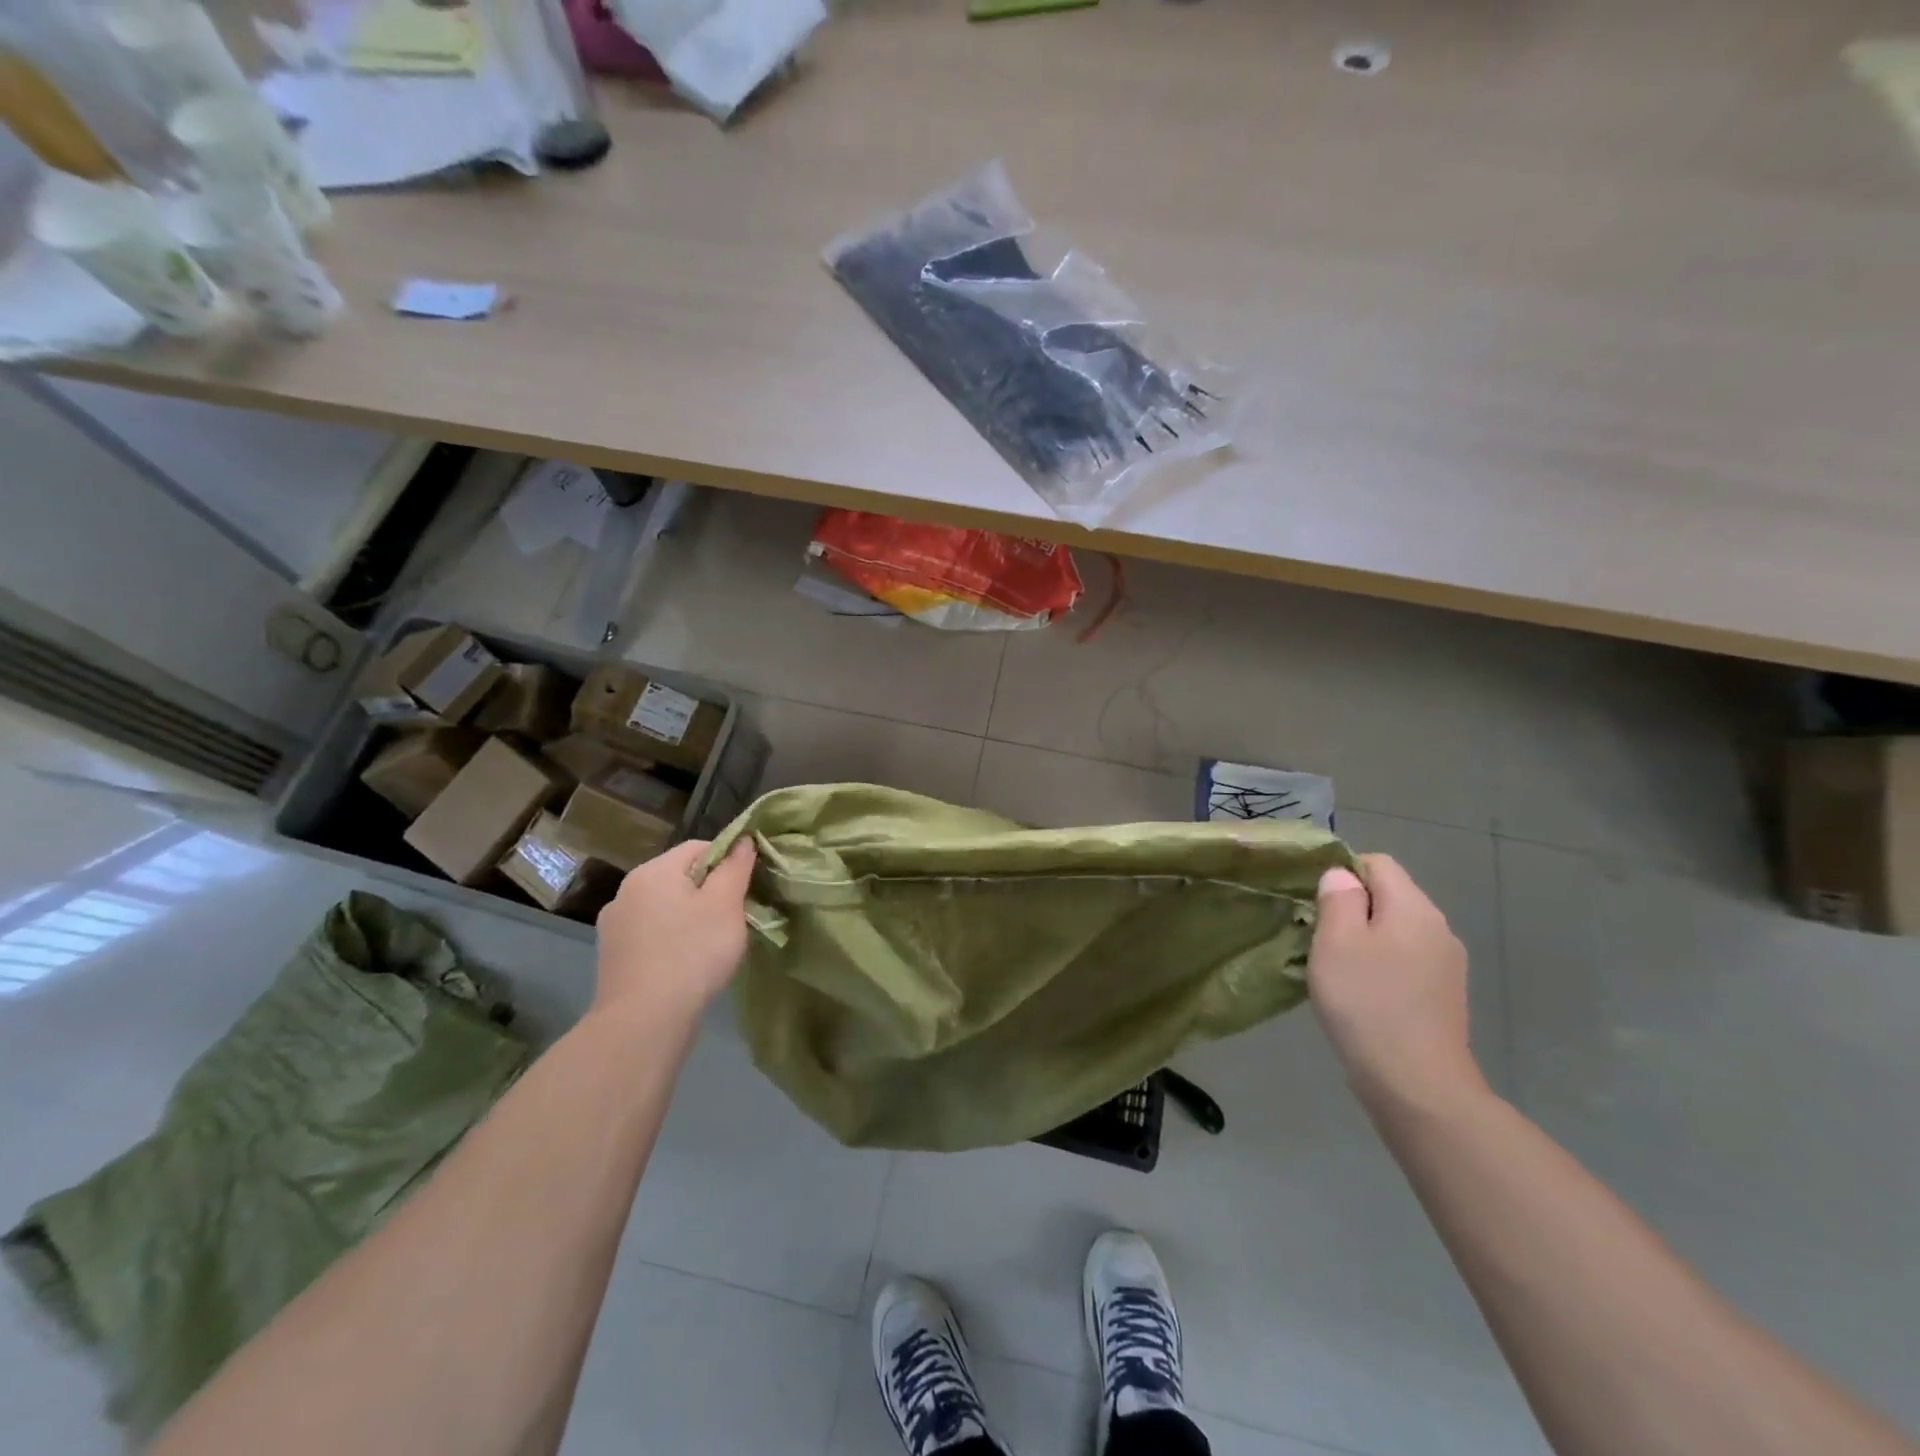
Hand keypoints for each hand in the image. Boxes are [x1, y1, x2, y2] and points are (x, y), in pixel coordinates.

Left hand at [593, 838, 755, 1023]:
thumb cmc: (692, 952)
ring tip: (710, 946)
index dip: (727, 861)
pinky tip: (685, 965)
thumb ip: (736, 867)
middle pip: (679, 877)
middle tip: (732, 919)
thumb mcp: (726, 904)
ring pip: (664, 908)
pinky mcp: (612, 956)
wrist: (643, 1021)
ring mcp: (614, 925)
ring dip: (689, 918)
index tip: (744, 890)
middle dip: (708, 892)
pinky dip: (670, 941)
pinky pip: (651, 935)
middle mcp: (626, 890)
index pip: (699, 848)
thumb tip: (743, 839)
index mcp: (653, 871)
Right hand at [1307, 855, 1486, 1112]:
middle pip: (1389, 896)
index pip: (1377, 863)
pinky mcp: (1444, 996)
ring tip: (1337, 970)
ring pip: (1396, 932)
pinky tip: (1362, 996)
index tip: (1316, 905)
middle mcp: (1438, 928)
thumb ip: (1338, 898)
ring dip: (1364, 941)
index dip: (1342, 873)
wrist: (1417, 1085)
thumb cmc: (1367, 1002)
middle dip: (1351, 909)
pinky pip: (1405, 962)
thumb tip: (1341, 876)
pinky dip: (1381, 968)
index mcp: (1414, 907)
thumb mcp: (1336, 941)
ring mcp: (1446, 965)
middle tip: (1319, 939)